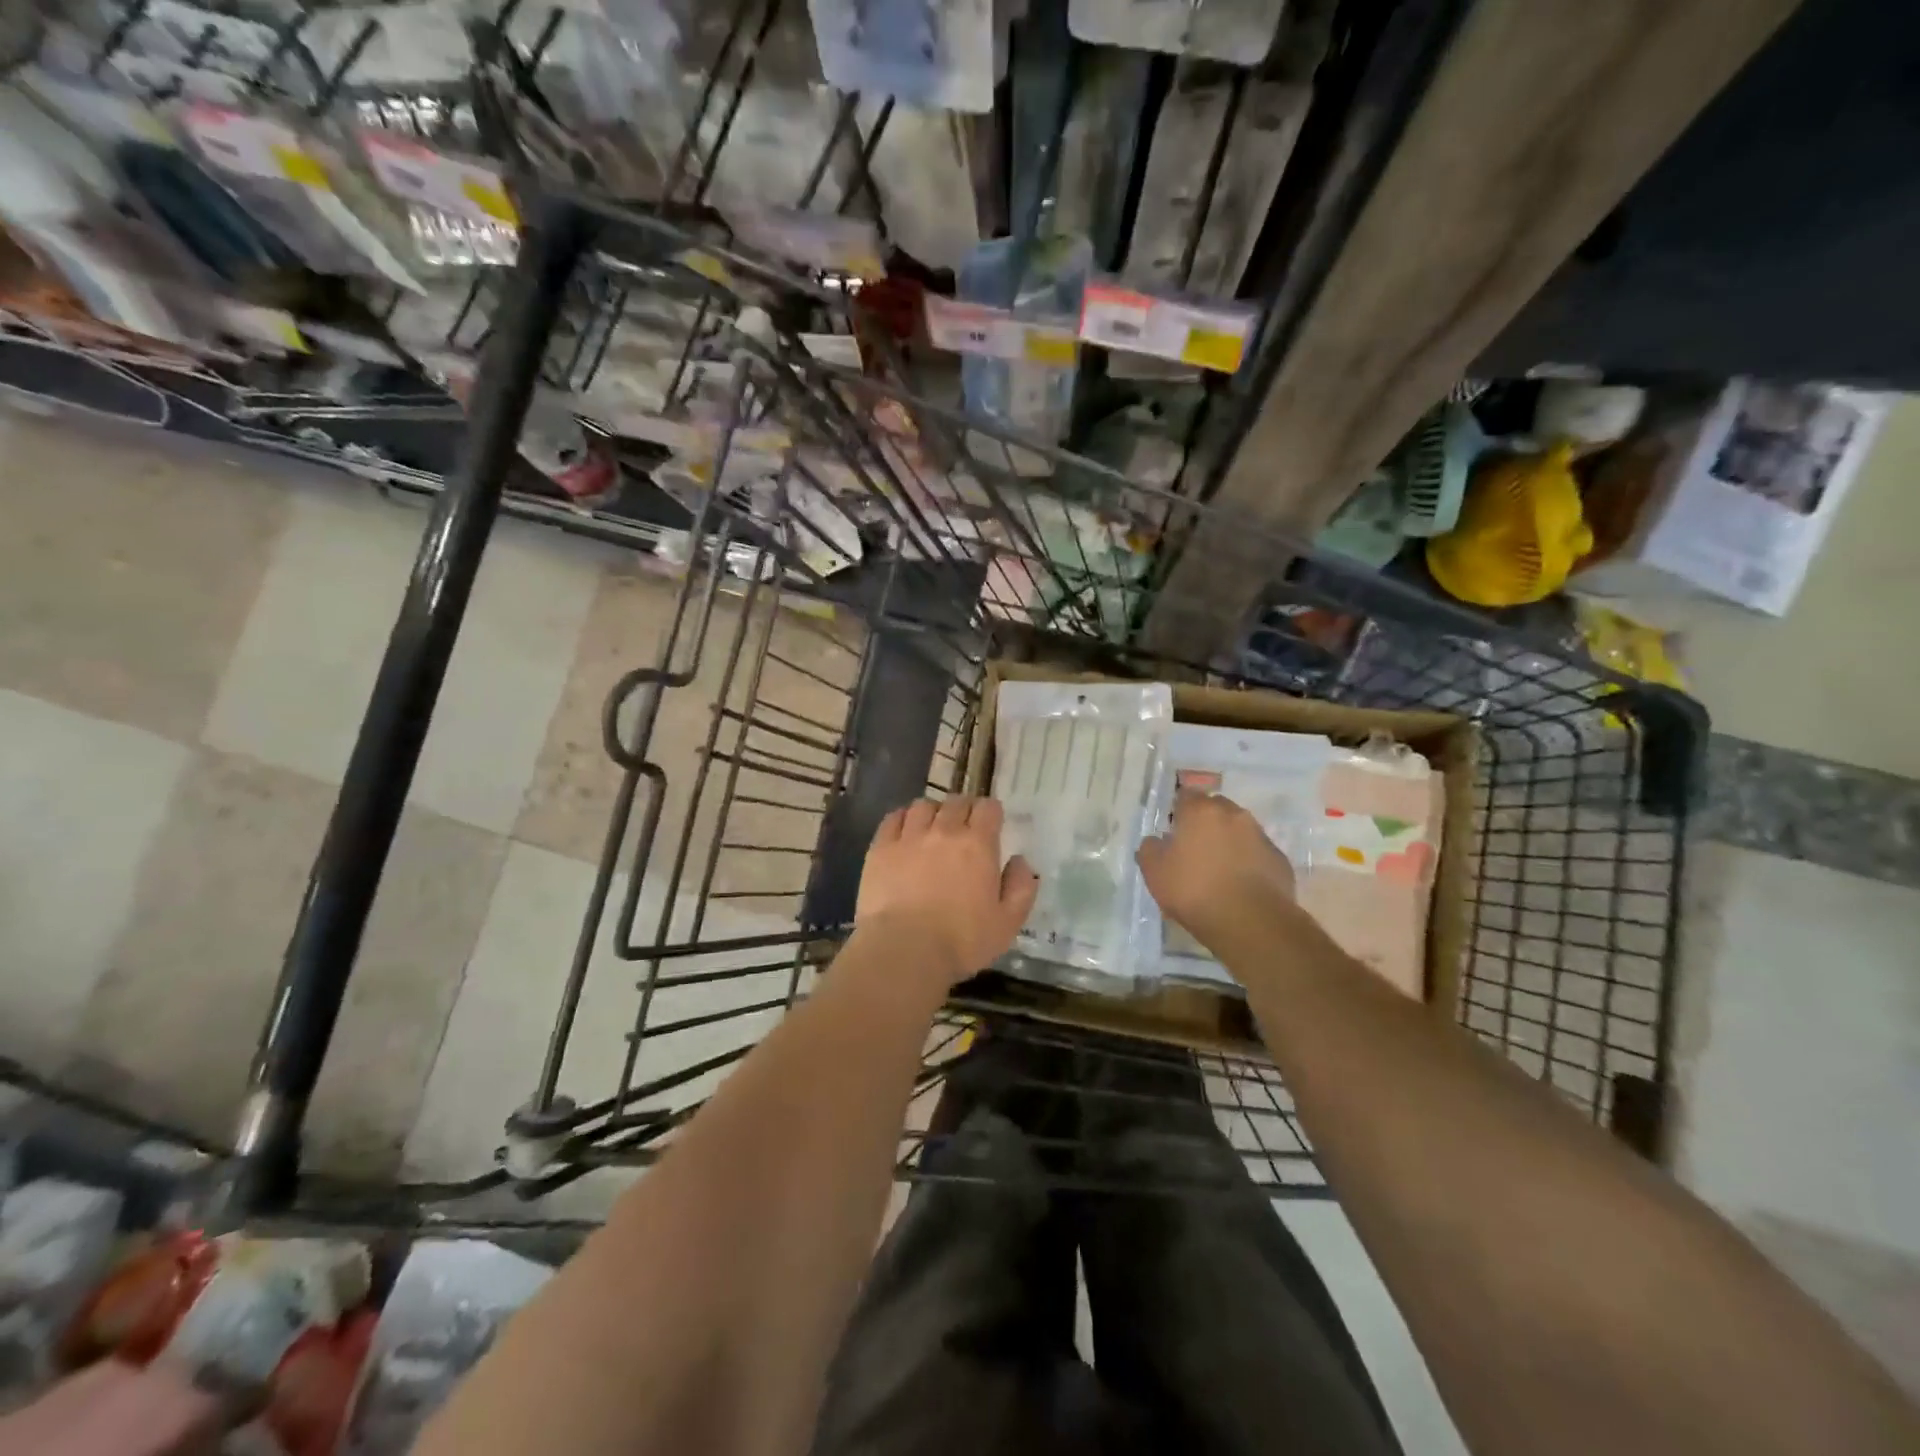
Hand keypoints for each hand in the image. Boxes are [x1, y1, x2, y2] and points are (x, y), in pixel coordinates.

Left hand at [856, 797, 1038, 986]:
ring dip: (933, 812)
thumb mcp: (1007, 923)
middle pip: (956, 802)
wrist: (905, 950)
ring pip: (923, 805)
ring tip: (933, 827)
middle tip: (964, 827)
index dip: (991, 812)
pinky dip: (903, 818)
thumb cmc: (962, 941)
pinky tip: (905, 831)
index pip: (988, 808)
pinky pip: (893, 819)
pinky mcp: (881, 848)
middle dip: (964, 809)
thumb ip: (1020, 888)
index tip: (991, 824)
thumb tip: (1020, 861)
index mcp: (978, 845)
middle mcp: (944, 831)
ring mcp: (909, 837)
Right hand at [1137, 789, 1296, 946]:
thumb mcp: (1154, 872)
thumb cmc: (1194, 890)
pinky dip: (1248, 861)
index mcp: (1201, 811)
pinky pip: (1257, 853)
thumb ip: (1150, 849)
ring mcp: (1260, 836)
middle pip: (1216, 809)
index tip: (1173, 830)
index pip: (1186, 795)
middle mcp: (1234, 815)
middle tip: (1194, 849)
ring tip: (1218, 869)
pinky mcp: (1279, 859)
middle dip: (1206, 823)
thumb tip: (1156, 841)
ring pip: (1240, 830)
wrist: (1250, 922)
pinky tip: (1239, 884)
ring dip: (1229, 842)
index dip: (1178, 810)